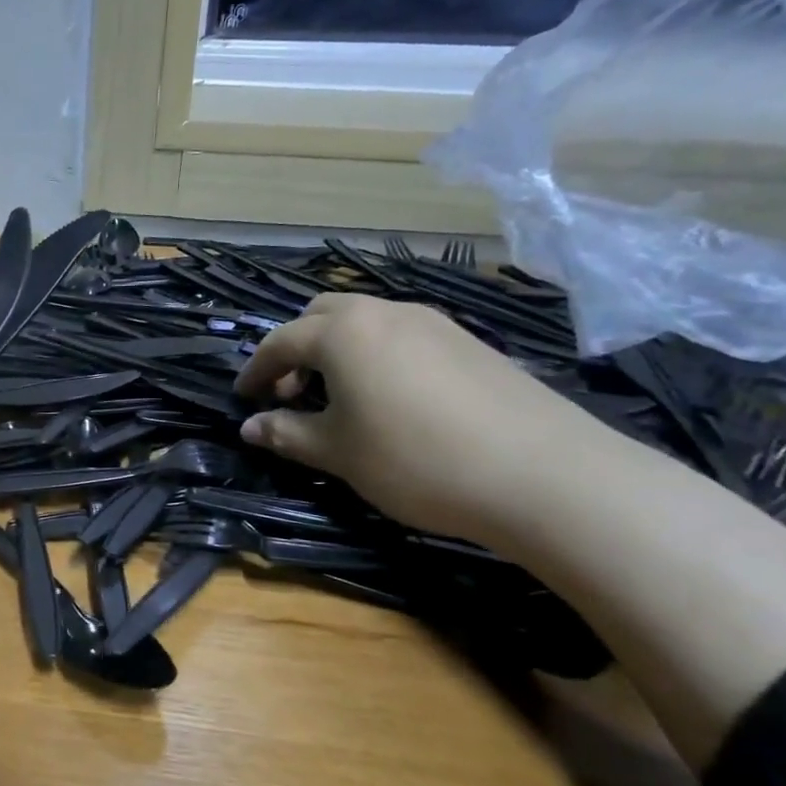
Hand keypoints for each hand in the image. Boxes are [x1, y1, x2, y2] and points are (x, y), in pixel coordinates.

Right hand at [232, 293, 608, 542]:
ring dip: (337, 350)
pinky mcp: (469, 342)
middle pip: (322, 315)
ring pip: (365, 321)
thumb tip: (250, 426)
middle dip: (296, 348)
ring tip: (339, 397)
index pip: (281, 341)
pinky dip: (376, 355)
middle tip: (291, 391)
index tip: (243, 397)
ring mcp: (433, 322)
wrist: (542, 473)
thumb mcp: (338, 453)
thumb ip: (287, 433)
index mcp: (343, 332)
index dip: (256, 370)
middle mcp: (385, 312)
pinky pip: (402, 335)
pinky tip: (390, 399)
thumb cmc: (414, 459)